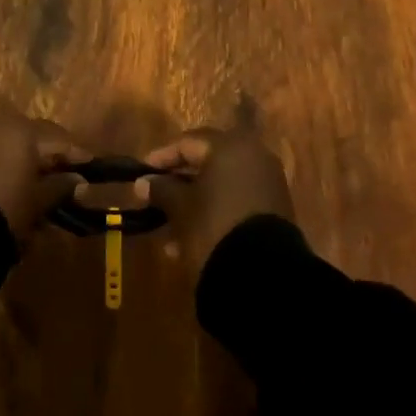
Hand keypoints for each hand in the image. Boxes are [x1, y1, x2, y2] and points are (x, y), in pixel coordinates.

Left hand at [0, 108, 88, 240]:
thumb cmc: (4, 208)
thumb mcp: (38, 201)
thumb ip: (61, 187)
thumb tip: (80, 181)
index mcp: (23, 129)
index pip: (59, 138)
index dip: (76, 154)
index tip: (91, 167)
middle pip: (34, 136)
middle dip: (49, 156)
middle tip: (65, 177)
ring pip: (11, 144)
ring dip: (26, 161)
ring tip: (38, 188)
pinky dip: (5, 165)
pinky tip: (12, 186)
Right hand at [139, 124, 293, 272]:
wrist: (263, 272)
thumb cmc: (215, 225)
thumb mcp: (181, 207)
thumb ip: (161, 189)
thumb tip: (143, 183)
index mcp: (230, 146)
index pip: (187, 142)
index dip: (161, 158)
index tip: (141, 174)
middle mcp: (253, 157)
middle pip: (205, 164)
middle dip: (177, 183)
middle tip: (154, 199)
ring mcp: (267, 184)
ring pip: (220, 187)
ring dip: (192, 204)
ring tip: (168, 232)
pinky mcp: (274, 211)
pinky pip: (235, 203)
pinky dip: (213, 214)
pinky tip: (190, 241)